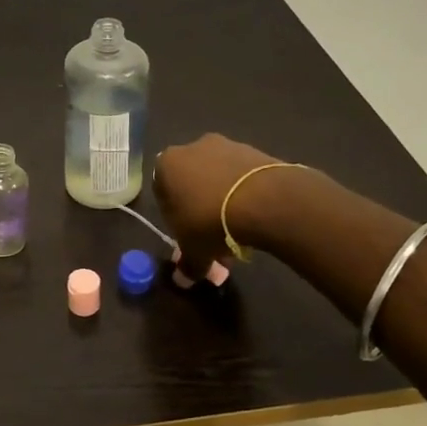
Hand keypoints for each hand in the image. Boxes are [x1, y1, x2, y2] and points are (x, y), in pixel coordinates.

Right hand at [153, 134, 292, 277]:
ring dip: (224, 200)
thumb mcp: (194, 251)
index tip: (187, 235)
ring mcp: (226, 145)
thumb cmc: (211, 222)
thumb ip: (186, 265)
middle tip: (213, 236)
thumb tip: (182, 280)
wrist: (264, 200)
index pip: (161, 192)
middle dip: (200, 208)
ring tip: (238, 229)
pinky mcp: (255, 150)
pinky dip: (245, 192)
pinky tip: (255, 216)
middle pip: (192, 182)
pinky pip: (243, 176)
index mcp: (166, 165)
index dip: (173, 217)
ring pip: (218, 178)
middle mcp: (192, 148)